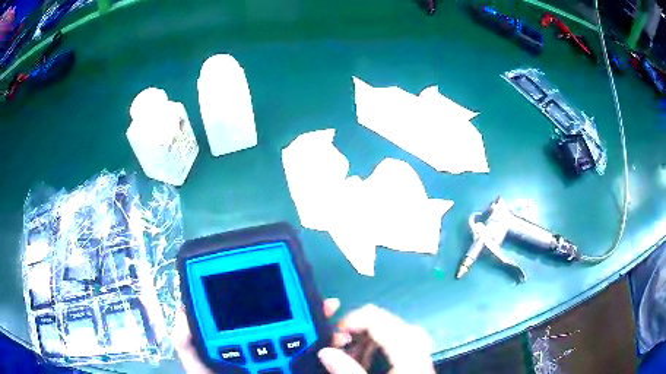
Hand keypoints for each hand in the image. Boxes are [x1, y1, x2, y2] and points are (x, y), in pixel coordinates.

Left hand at [174, 298, 343, 372]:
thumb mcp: (199, 366)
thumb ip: (187, 343)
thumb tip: (183, 311)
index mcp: (241, 341)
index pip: (256, 315)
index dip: (268, 298)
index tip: (281, 284)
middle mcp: (265, 345)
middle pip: (288, 321)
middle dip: (306, 308)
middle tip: (322, 301)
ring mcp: (283, 358)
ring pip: (306, 336)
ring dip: (322, 323)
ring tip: (331, 314)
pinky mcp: (300, 368)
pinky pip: (316, 355)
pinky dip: (328, 344)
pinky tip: (336, 339)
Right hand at [319, 304, 435, 373]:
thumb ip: (346, 371)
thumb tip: (326, 353)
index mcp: (408, 356)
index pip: (380, 320)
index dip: (354, 320)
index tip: (335, 334)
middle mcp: (418, 352)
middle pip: (390, 323)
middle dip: (362, 330)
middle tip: (342, 346)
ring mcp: (421, 358)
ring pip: (397, 333)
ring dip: (371, 339)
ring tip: (353, 354)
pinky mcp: (418, 366)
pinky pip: (401, 346)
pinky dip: (381, 349)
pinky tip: (368, 362)